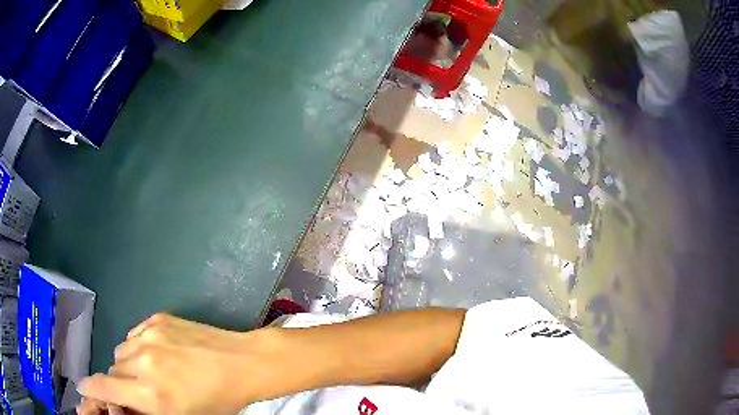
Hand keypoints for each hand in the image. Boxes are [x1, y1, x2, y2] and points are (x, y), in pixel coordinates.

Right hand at [77, 313, 287, 414]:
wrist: (242, 364)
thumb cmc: (217, 400)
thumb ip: (145, 409)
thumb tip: (120, 403)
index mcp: (151, 394)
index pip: (105, 388)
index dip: (91, 389)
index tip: (84, 389)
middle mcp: (143, 362)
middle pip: (112, 369)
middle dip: (119, 381)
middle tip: (137, 388)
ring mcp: (149, 335)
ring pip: (121, 350)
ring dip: (128, 363)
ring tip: (151, 371)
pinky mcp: (158, 318)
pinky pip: (134, 334)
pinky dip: (138, 346)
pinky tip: (158, 353)